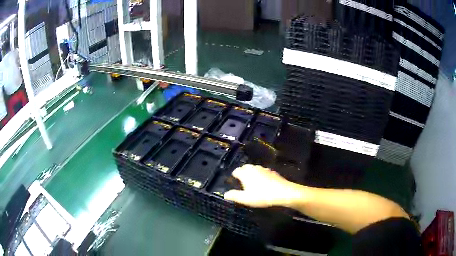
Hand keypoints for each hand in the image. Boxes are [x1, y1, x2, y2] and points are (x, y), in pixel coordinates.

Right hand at [224, 164, 301, 207]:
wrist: (283, 192)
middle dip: (242, 172)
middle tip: (241, 182)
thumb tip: (225, 194)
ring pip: (255, 169)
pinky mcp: (272, 172)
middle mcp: (254, 168)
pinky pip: (263, 172)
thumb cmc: (261, 196)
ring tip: (252, 182)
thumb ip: (234, 196)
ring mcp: (264, 169)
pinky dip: (260, 175)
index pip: (236, 171)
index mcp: (246, 173)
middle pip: (245, 168)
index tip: (233, 181)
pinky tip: (263, 183)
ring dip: (252, 173)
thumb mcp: (245, 199)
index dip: (234, 176)